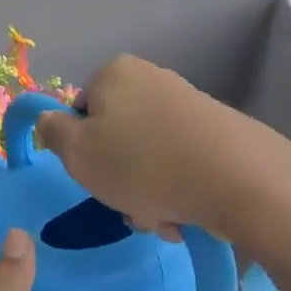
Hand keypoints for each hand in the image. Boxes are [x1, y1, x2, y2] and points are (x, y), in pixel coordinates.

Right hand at [34, 55, 271, 238]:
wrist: (238, 179)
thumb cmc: (141, 163)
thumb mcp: (76, 152)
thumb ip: (52, 132)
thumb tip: (51, 120)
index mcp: (115, 73)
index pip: (80, 110)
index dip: (81, 148)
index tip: (94, 175)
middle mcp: (152, 80)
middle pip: (116, 137)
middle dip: (118, 178)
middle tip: (128, 205)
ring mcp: (188, 106)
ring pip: (147, 157)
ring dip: (145, 193)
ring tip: (161, 217)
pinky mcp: (218, 133)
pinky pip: (179, 165)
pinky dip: (175, 191)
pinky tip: (185, 214)